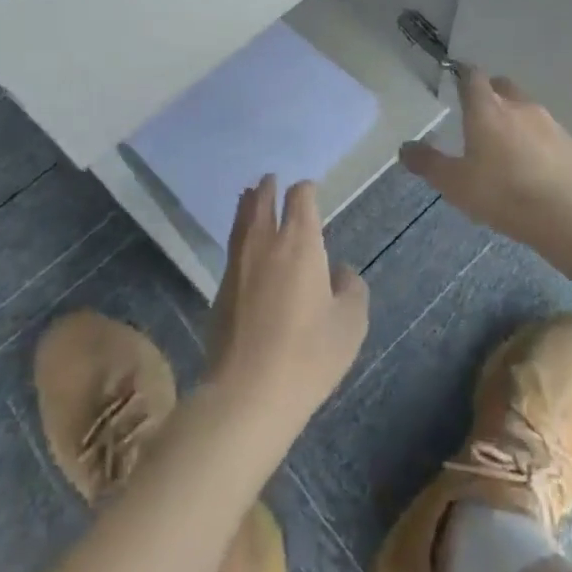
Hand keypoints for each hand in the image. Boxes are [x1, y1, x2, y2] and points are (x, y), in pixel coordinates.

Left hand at [207, 176, 368, 449]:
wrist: (248, 392)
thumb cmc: (309, 354)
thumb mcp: (350, 324)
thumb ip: (351, 289)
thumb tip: (340, 272)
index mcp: (300, 242)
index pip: (300, 198)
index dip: (305, 190)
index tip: (309, 190)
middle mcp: (266, 243)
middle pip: (262, 201)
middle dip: (268, 188)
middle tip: (270, 179)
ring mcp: (238, 265)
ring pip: (242, 221)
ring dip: (248, 204)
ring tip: (249, 195)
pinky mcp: (220, 290)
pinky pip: (232, 248)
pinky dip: (239, 234)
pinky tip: (244, 245)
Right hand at [400, 68, 571, 247]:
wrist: (570, 215)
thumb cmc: (504, 193)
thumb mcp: (455, 184)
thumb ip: (428, 163)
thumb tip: (404, 147)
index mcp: (487, 109)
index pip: (473, 76)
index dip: (463, 75)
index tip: (455, 80)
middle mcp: (519, 106)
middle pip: (502, 87)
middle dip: (490, 95)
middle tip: (478, 116)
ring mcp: (549, 123)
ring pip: (526, 110)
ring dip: (514, 120)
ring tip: (506, 148)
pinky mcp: (571, 144)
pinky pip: (547, 134)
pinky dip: (537, 142)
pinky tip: (533, 168)